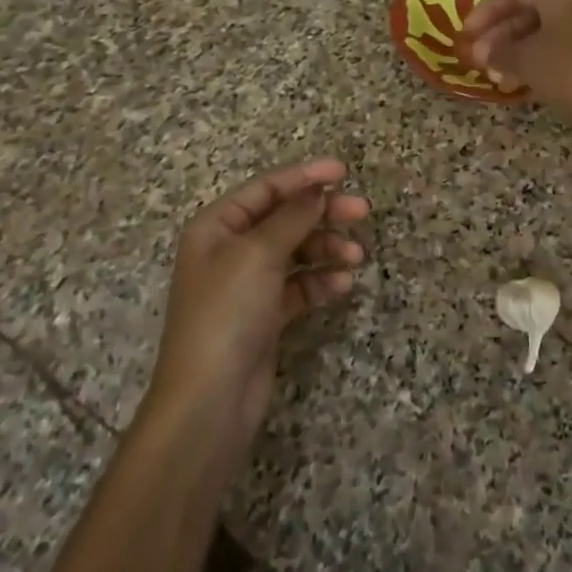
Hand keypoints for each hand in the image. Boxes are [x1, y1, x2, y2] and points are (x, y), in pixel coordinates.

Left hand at [146, 159, 368, 462]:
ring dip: (326, 249)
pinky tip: (342, 286)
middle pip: (284, 218)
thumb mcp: (258, 254)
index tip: (343, 171)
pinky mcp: (265, 316)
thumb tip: (317, 190)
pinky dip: (320, 283)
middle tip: (362, 211)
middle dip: (322, 214)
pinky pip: (298, 287)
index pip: (265, 189)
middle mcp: (230, 251)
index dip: (304, 176)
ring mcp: (248, 285)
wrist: (210, 400)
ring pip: (296, 252)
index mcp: (216, 227)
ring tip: (356, 256)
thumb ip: (292, 218)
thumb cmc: (227, 313)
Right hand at [460, 0, 571, 133]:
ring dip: (521, 48)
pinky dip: (545, 57)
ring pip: (552, 29)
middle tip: (480, 58)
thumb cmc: (569, 75)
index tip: (466, 35)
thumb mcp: (526, 61)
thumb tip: (482, 53)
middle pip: (535, 9)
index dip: (486, 11)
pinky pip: (570, 44)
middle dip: (502, 33)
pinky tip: (526, 80)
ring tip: (498, 75)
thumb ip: (498, 52)